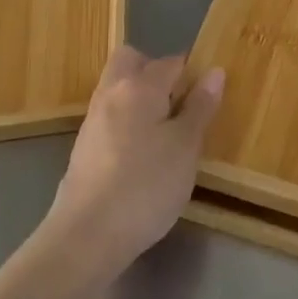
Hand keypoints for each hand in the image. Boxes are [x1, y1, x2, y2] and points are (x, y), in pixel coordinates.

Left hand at [43, 46, 223, 277]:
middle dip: (155, 71)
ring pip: (117, 89)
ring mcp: (92, 121)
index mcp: (139, 86)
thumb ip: (200, 107)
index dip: (192, 73)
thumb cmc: (146, 186)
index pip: (171, 62)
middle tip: (179, 103)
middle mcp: (111, 94)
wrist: (86, 236)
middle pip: (131, 61)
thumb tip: (214, 72)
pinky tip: (142, 155)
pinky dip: (127, 123)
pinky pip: (109, 117)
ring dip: (140, 98)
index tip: (207, 97)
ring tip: (165, 133)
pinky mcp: (83, 148)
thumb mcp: (186, 147)